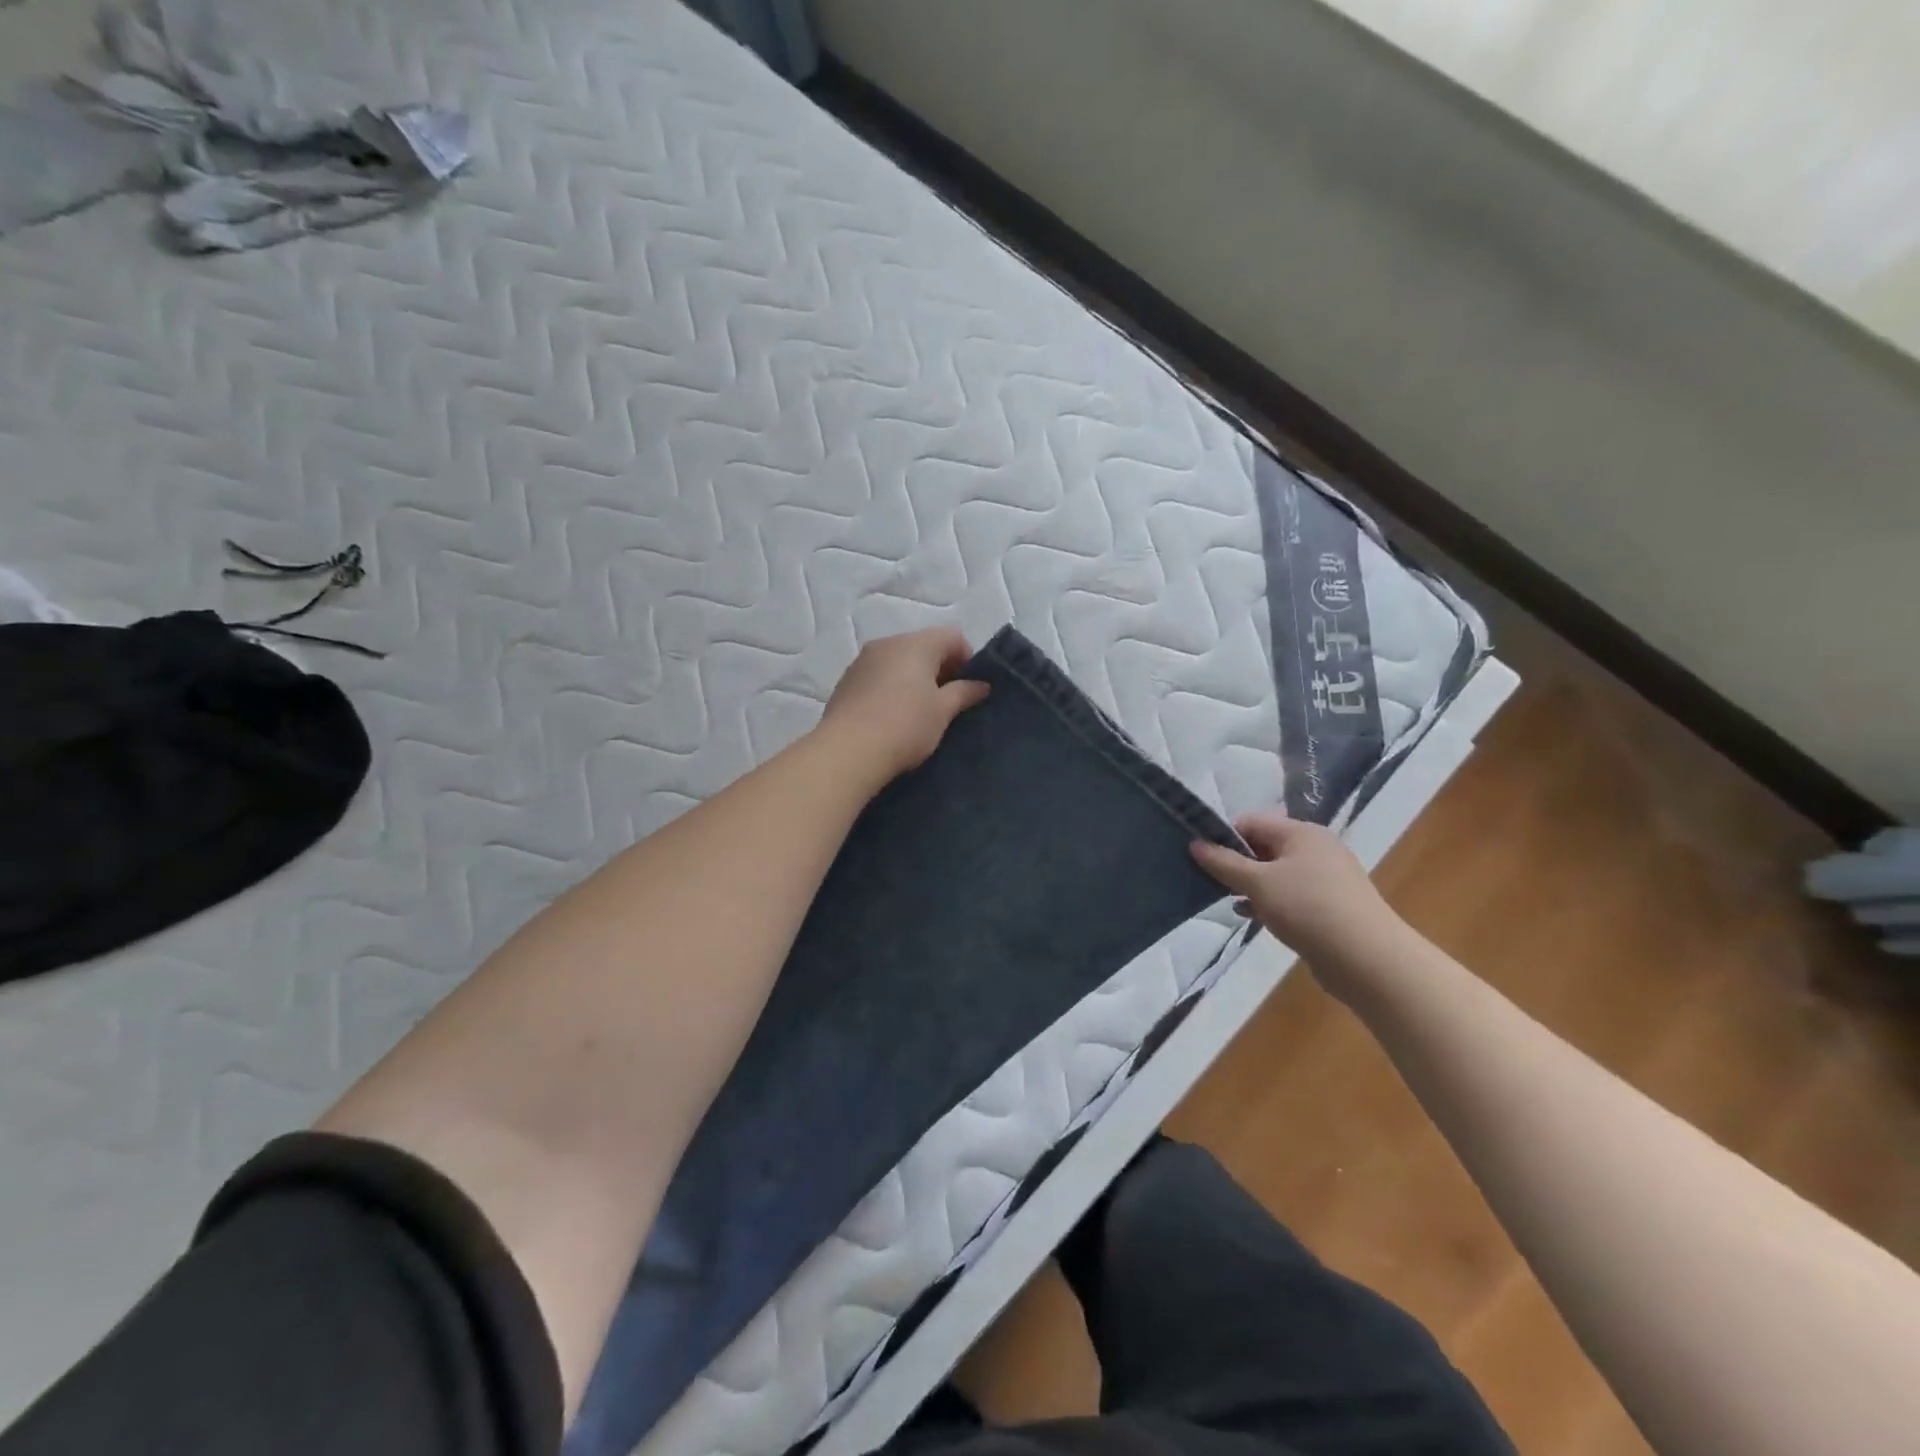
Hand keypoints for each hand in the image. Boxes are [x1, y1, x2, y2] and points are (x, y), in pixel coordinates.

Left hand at [819, 628, 990, 783]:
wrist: (848, 751)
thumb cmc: (905, 726)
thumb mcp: (942, 711)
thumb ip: (964, 693)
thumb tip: (981, 685)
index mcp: (915, 643)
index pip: (952, 636)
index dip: (967, 659)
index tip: (969, 688)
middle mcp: (887, 643)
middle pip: (923, 646)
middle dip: (940, 669)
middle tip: (948, 703)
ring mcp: (862, 661)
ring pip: (898, 661)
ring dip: (914, 679)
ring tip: (919, 712)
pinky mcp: (846, 682)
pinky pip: (878, 676)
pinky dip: (891, 688)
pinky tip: (892, 716)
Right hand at [1190, 811, 1409, 987]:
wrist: (1367, 958)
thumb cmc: (1307, 908)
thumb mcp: (1257, 883)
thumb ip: (1224, 863)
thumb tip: (1195, 844)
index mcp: (1301, 832)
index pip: (1251, 822)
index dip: (1224, 837)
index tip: (1202, 859)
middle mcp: (1316, 848)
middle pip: (1264, 847)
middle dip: (1237, 863)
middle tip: (1212, 882)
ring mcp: (1327, 878)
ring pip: (1277, 873)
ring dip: (1252, 885)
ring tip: (1229, 901)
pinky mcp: (1331, 905)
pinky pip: (1291, 895)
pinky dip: (1270, 902)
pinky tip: (1254, 917)